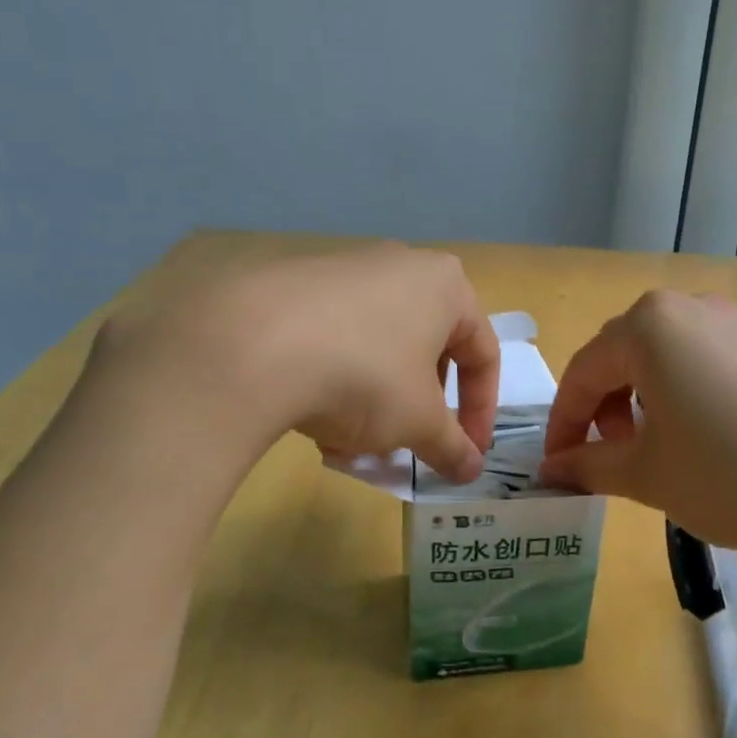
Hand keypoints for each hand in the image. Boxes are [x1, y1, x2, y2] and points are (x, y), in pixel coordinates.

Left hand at [89, 243, 499, 482]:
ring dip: (376, 402)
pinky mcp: (297, 285)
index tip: (467, 453)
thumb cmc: (367, 376)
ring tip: (351, 443)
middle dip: (419, 407)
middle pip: (427, 350)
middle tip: (406, 445)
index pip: (482, 354)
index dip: (481, 412)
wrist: (254, 344)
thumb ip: (452, 446)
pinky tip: (313, 421)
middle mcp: (400, 266)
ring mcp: (345, 270)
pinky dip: (336, 381)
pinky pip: (336, 339)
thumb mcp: (419, 422)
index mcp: (445, 286)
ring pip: (378, 349)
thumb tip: (472, 471)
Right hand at [539, 290, 736, 562]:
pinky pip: (702, 362)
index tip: (554, 465)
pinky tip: (696, 437)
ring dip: (638, 400)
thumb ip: (588, 465)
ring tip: (647, 448)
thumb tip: (551, 469)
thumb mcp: (646, 474)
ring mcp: (735, 323)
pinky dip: (680, 395)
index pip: (584, 372)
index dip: (563, 423)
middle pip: (621, 356)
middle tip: (602, 457)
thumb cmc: (730, 475)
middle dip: (600, 408)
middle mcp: (690, 308)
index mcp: (649, 325)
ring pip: (662, 357)